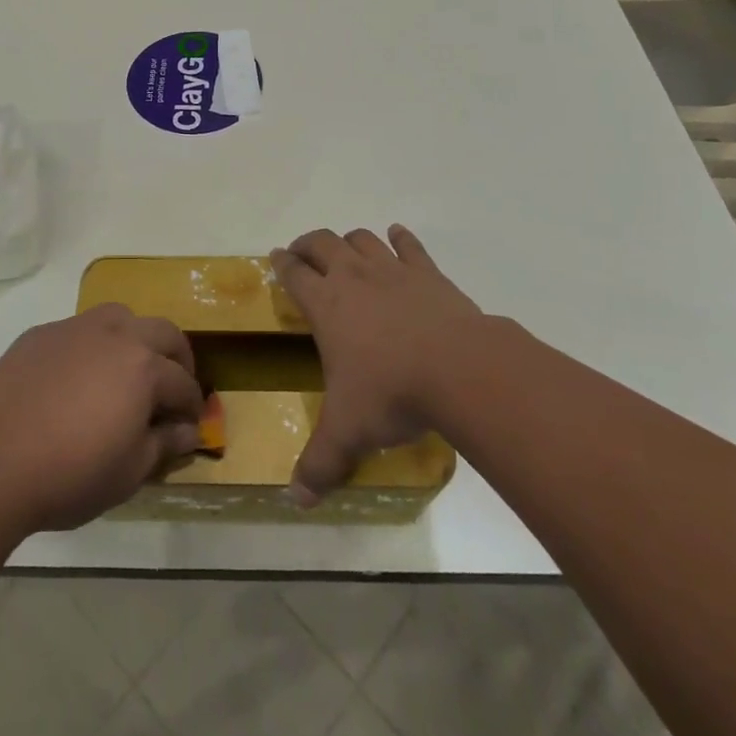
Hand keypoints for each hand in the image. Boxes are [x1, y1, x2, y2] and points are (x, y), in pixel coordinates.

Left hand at [0, 304, 203, 534]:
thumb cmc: (71, 474)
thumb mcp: (129, 472)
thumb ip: (164, 444)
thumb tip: (189, 431)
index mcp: (143, 367)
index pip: (182, 382)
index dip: (192, 405)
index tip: (191, 424)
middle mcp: (115, 334)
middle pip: (161, 331)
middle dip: (176, 357)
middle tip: (174, 386)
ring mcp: (74, 329)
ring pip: (119, 316)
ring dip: (134, 337)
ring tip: (127, 368)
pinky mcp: (39, 334)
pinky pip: (77, 330)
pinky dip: (90, 346)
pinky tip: (76, 377)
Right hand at [270, 224, 480, 505]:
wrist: (459, 369)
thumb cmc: (392, 394)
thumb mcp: (349, 433)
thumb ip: (320, 463)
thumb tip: (296, 500)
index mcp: (326, 304)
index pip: (293, 273)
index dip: (282, 263)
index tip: (276, 258)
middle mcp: (353, 276)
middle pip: (322, 242)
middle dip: (309, 244)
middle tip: (304, 253)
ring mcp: (392, 270)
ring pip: (362, 238)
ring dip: (350, 240)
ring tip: (347, 250)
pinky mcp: (428, 273)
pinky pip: (409, 245)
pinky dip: (400, 238)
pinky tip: (397, 236)